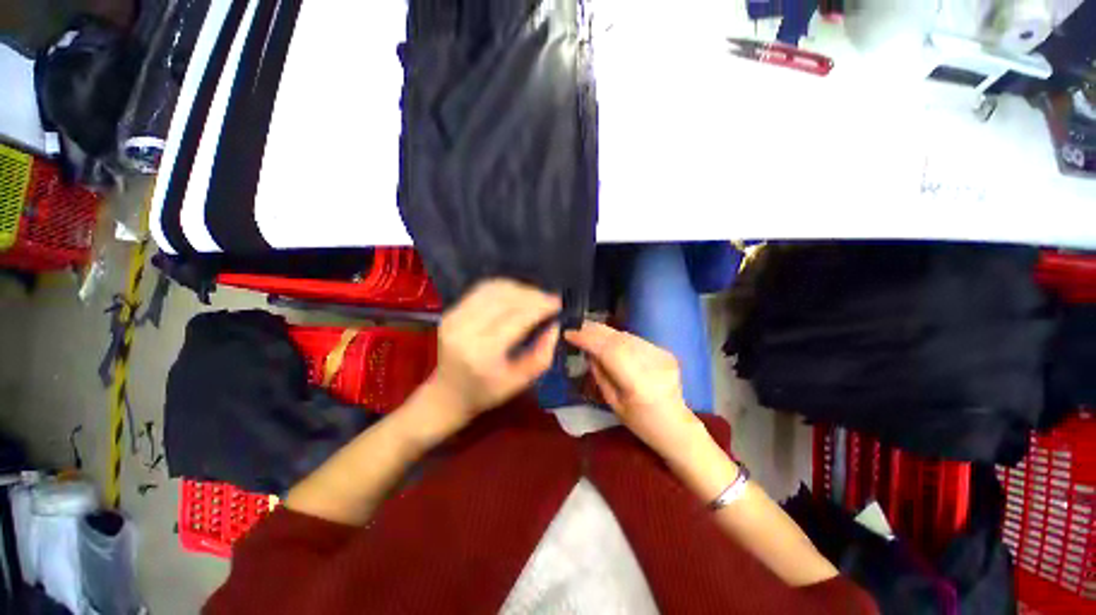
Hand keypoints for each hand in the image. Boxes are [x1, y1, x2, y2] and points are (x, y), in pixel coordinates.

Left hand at [426, 279, 560, 424]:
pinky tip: (516, 294)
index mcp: (483, 352)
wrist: (446, 394)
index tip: (558, 303)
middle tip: (550, 299)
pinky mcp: (451, 311)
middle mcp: (465, 329)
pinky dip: (503, 288)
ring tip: (536, 296)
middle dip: (532, 295)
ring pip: (493, 289)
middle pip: (505, 299)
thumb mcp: (519, 382)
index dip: (540, 306)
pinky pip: (482, 290)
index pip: (517, 318)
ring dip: (519, 289)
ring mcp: (454, 317)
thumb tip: (555, 326)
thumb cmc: (485, 392)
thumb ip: (541, 355)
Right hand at [565, 322, 703, 460]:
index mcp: (638, 383)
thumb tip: (588, 351)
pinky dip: (618, 337)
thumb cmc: (641, 422)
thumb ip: (600, 374)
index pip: (608, 351)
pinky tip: (608, 337)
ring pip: (627, 335)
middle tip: (576, 326)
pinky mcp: (665, 351)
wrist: (677, 426)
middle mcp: (651, 364)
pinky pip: (635, 339)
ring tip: (588, 328)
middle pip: (618, 339)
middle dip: (594, 330)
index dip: (587, 339)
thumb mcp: (614, 403)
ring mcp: (661, 355)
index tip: (569, 333)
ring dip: (605, 331)